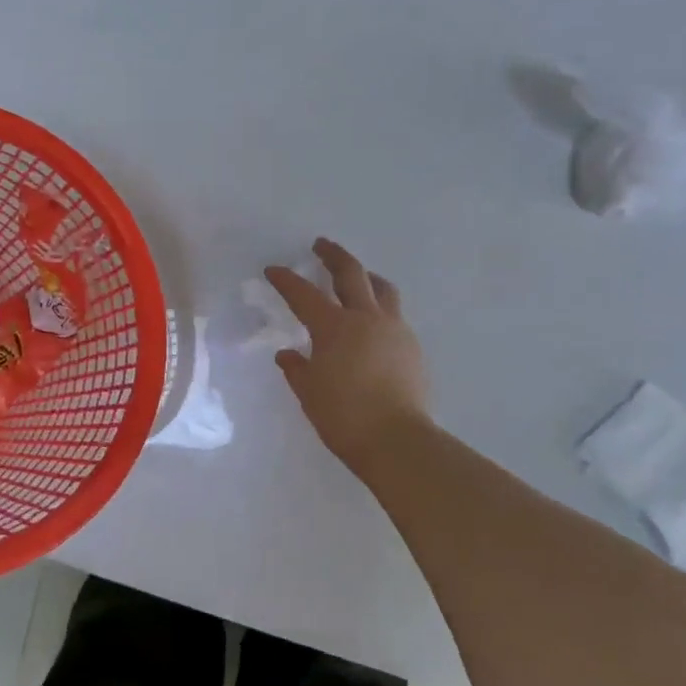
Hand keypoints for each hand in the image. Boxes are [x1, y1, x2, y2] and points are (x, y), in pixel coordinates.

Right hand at [266, 239, 431, 482]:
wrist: (397, 440)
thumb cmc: (343, 416)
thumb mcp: (309, 391)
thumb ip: (297, 368)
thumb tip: (287, 354)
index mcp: (333, 326)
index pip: (303, 294)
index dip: (286, 280)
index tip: (273, 269)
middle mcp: (365, 318)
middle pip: (350, 274)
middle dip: (333, 255)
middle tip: (321, 245)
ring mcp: (394, 330)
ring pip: (382, 289)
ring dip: (366, 276)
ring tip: (359, 276)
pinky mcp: (412, 347)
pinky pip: (394, 315)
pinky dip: (381, 307)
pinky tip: (374, 322)